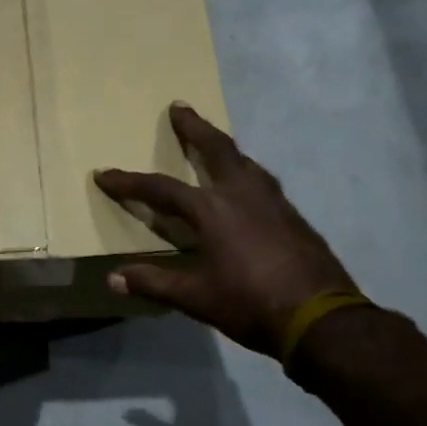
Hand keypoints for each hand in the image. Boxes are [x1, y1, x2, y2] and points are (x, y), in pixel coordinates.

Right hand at [95, 104, 354, 358]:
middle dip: (195, 127)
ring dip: (224, 146)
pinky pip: (262, 180)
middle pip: (216, 148)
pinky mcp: (293, 215)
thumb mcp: (196, 298)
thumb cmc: (251, 304)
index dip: (129, 183)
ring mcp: (273, 202)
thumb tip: (113, 278)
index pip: (161, 189)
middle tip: (180, 106)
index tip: (104, 174)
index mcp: (212, 210)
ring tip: (213, 140)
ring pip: (245, 161)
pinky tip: (246, 184)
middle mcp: (242, 194)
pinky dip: (246, 170)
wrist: (322, 319)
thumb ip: (154, 283)